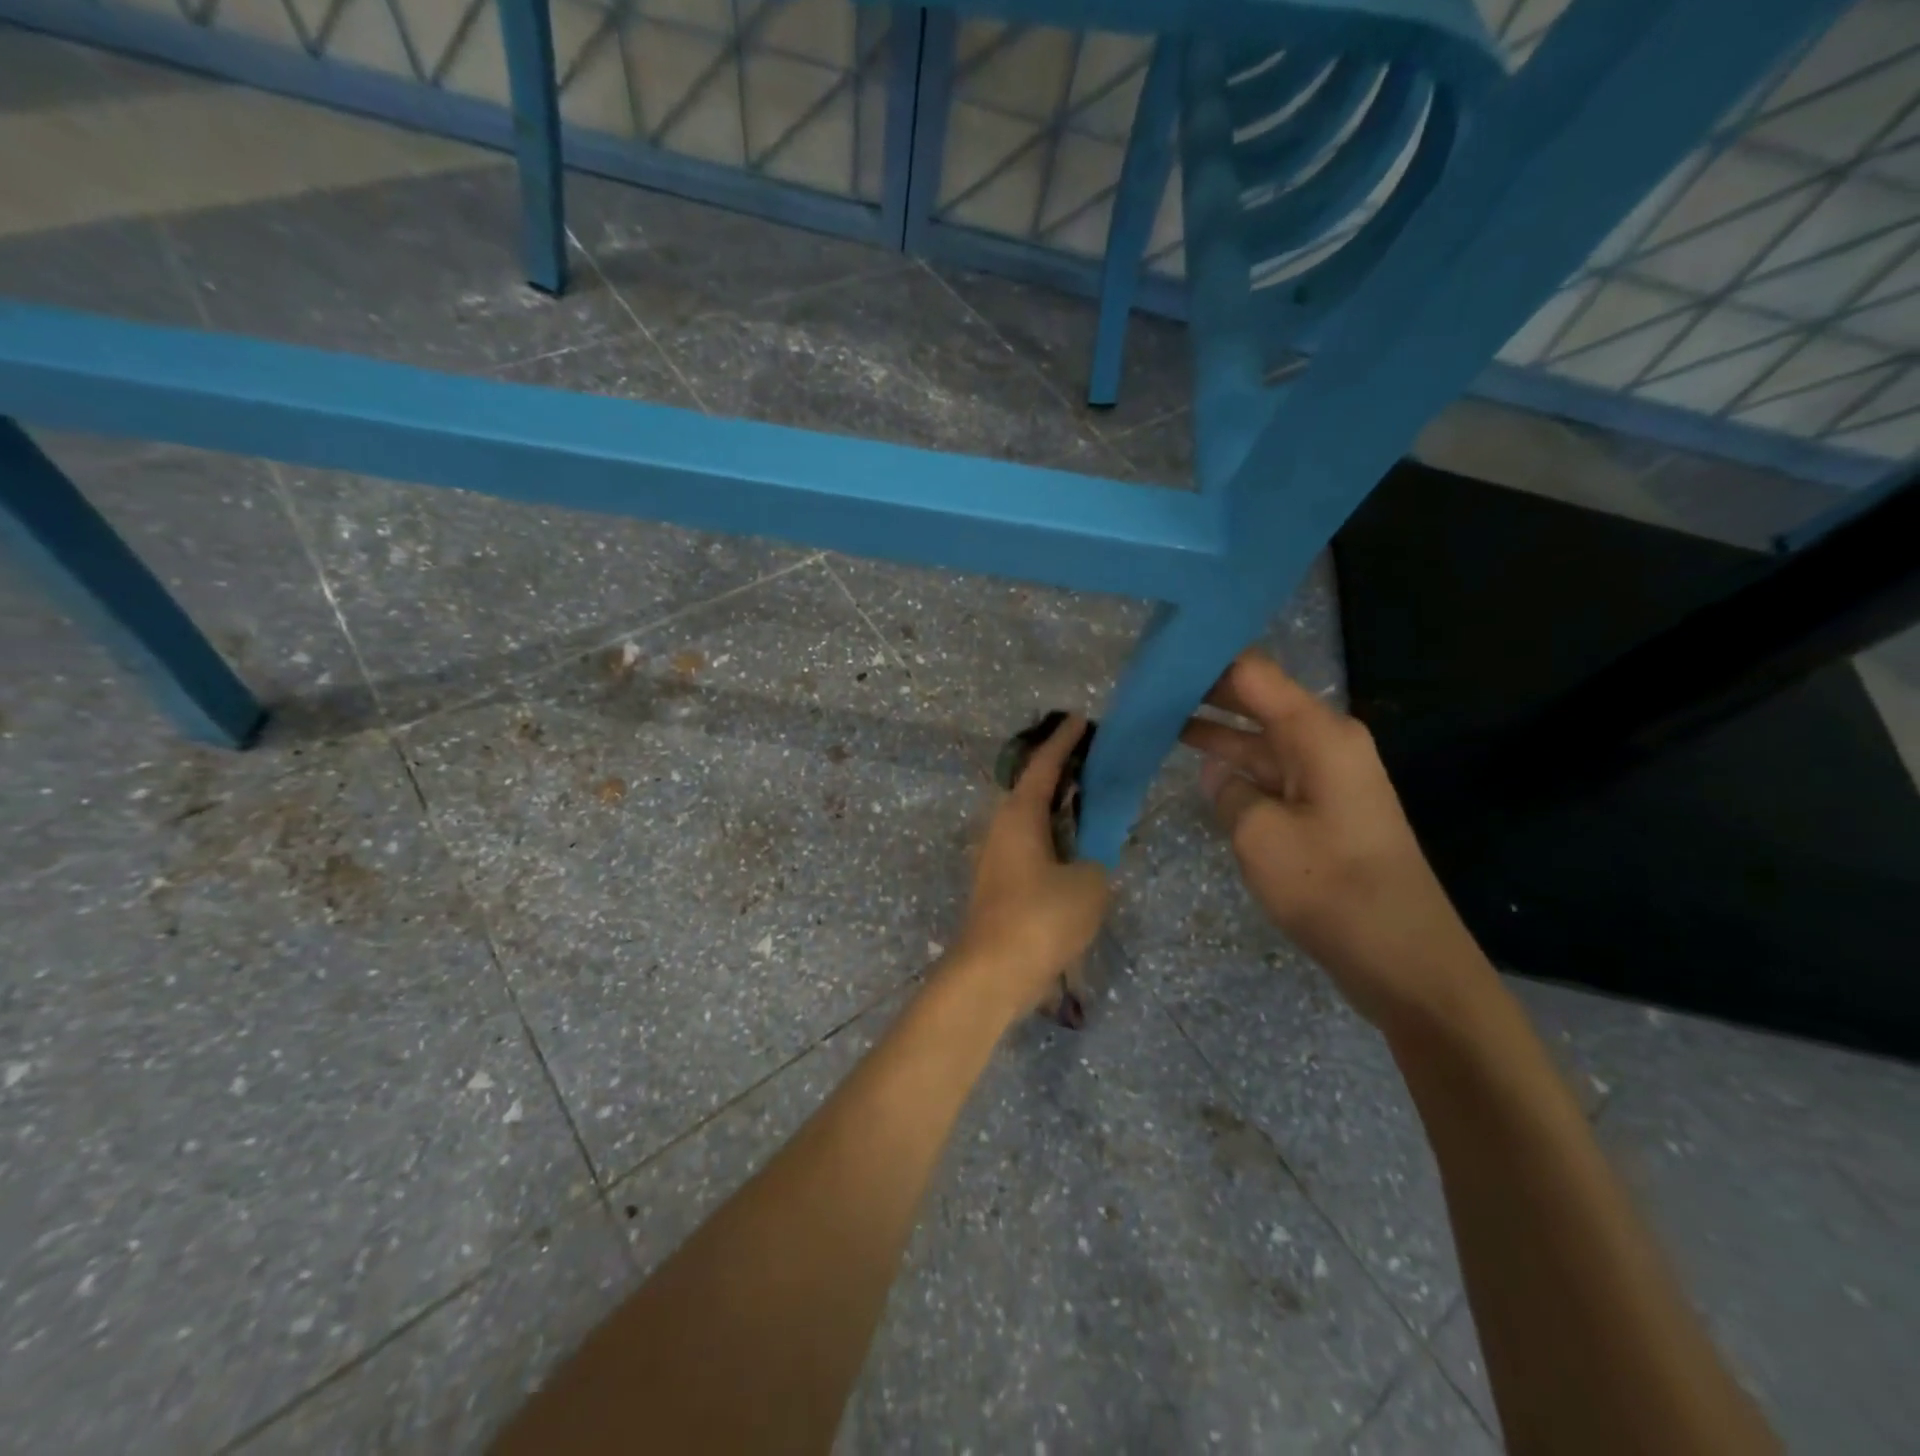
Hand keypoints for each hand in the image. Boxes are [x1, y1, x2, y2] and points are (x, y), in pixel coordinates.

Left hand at [950, 714, 1110, 1019]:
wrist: (991, 974)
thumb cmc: (1040, 918)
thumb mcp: (1089, 885)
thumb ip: (1096, 862)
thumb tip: (1087, 862)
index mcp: (1019, 815)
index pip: (1044, 765)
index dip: (1064, 740)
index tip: (1079, 718)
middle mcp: (1000, 828)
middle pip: (1032, 789)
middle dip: (1060, 774)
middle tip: (1093, 763)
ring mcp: (994, 858)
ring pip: (1029, 821)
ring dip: (1056, 811)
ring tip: (1089, 808)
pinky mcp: (996, 886)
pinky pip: (1029, 848)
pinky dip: (1051, 840)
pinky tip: (1074, 855)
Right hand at [1181, 652, 1492, 1031]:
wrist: (1401, 956)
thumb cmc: (1329, 886)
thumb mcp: (1258, 834)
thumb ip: (1227, 791)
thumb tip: (1216, 773)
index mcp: (1317, 733)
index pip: (1251, 673)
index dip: (1204, 660)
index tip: (1156, 658)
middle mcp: (1325, 742)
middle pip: (1256, 700)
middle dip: (1203, 692)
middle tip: (1146, 689)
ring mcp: (1326, 776)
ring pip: (1259, 738)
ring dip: (1214, 732)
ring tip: (1157, 722)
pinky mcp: (1323, 807)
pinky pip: (1271, 772)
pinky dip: (1235, 768)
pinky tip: (1198, 767)